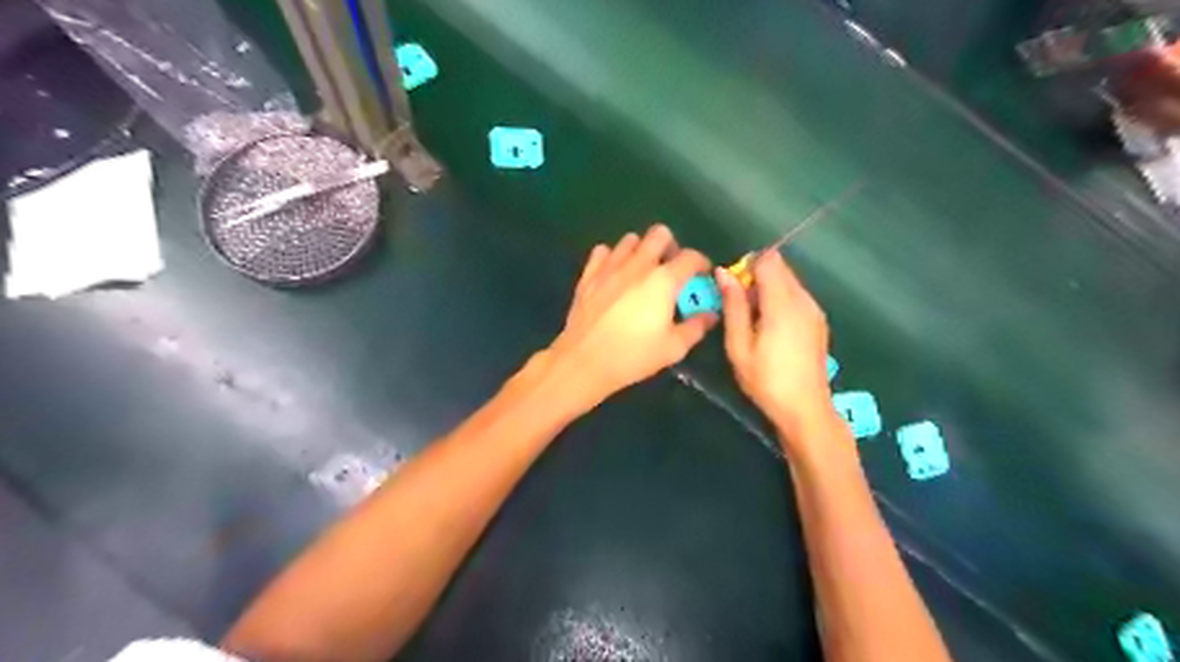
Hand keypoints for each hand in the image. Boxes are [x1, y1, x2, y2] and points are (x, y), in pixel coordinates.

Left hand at [546, 225, 720, 405]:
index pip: (691, 257)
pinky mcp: (589, 275)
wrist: (585, 361)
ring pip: (630, 239)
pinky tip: (614, 273)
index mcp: (663, 280)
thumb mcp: (673, 348)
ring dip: (641, 250)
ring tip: (642, 270)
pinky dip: (612, 257)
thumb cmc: (633, 356)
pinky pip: (602, 251)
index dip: (702, 263)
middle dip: (670, 246)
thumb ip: (695, 327)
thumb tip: (710, 315)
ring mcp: (610, 266)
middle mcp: (638, 265)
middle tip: (671, 268)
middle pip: (659, 234)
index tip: (702, 276)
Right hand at [715, 251, 833, 446]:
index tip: (733, 289)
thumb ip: (733, 306)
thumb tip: (723, 272)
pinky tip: (770, 329)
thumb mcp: (739, 345)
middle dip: (756, 277)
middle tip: (739, 307)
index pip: (768, 260)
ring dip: (768, 289)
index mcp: (783, 304)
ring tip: (753, 321)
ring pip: (789, 280)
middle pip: (780, 267)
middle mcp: (804, 299)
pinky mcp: (818, 320)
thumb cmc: (766, 380)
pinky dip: (780, 300)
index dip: (747, 266)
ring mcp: (815, 309)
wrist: (805, 409)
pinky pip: (797, 295)